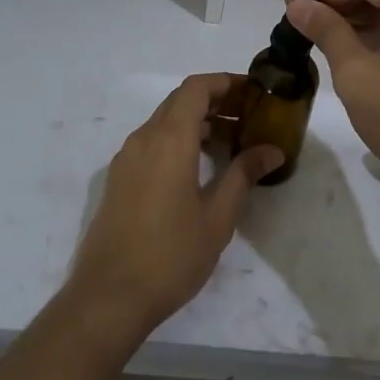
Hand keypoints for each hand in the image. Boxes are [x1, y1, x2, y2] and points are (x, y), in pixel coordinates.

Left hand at [68, 73, 282, 338]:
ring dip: (196, 122)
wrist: (108, 297)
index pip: (196, 88)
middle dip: (215, 101)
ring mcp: (126, 158)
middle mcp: (143, 139)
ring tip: (230, 143)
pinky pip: (152, 142)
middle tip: (249, 117)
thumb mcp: (218, 217)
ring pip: (164, 121)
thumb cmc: (170, 255)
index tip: (253, 92)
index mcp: (169, 140)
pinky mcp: (119, 179)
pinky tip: (198, 167)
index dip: (225, 82)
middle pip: (180, 101)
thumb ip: (243, 175)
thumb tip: (271, 150)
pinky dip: (178, 140)